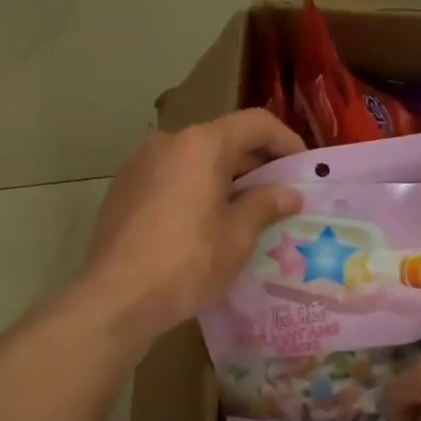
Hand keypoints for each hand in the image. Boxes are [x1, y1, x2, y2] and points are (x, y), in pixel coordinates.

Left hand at [82, 109, 305, 344]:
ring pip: (194, 160)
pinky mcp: (122, 190)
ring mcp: (139, 164)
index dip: (286, 141)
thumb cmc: (188, 263)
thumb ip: (265, 206)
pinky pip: (170, 178)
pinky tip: (204, 223)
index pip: (256, 123)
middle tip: (279, 194)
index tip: (303, 168)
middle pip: (222, 139)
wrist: (117, 296)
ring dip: (223, 178)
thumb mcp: (238, 237)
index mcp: (201, 145)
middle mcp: (168, 142)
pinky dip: (194, 190)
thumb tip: (289, 194)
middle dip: (255, 164)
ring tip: (244, 212)